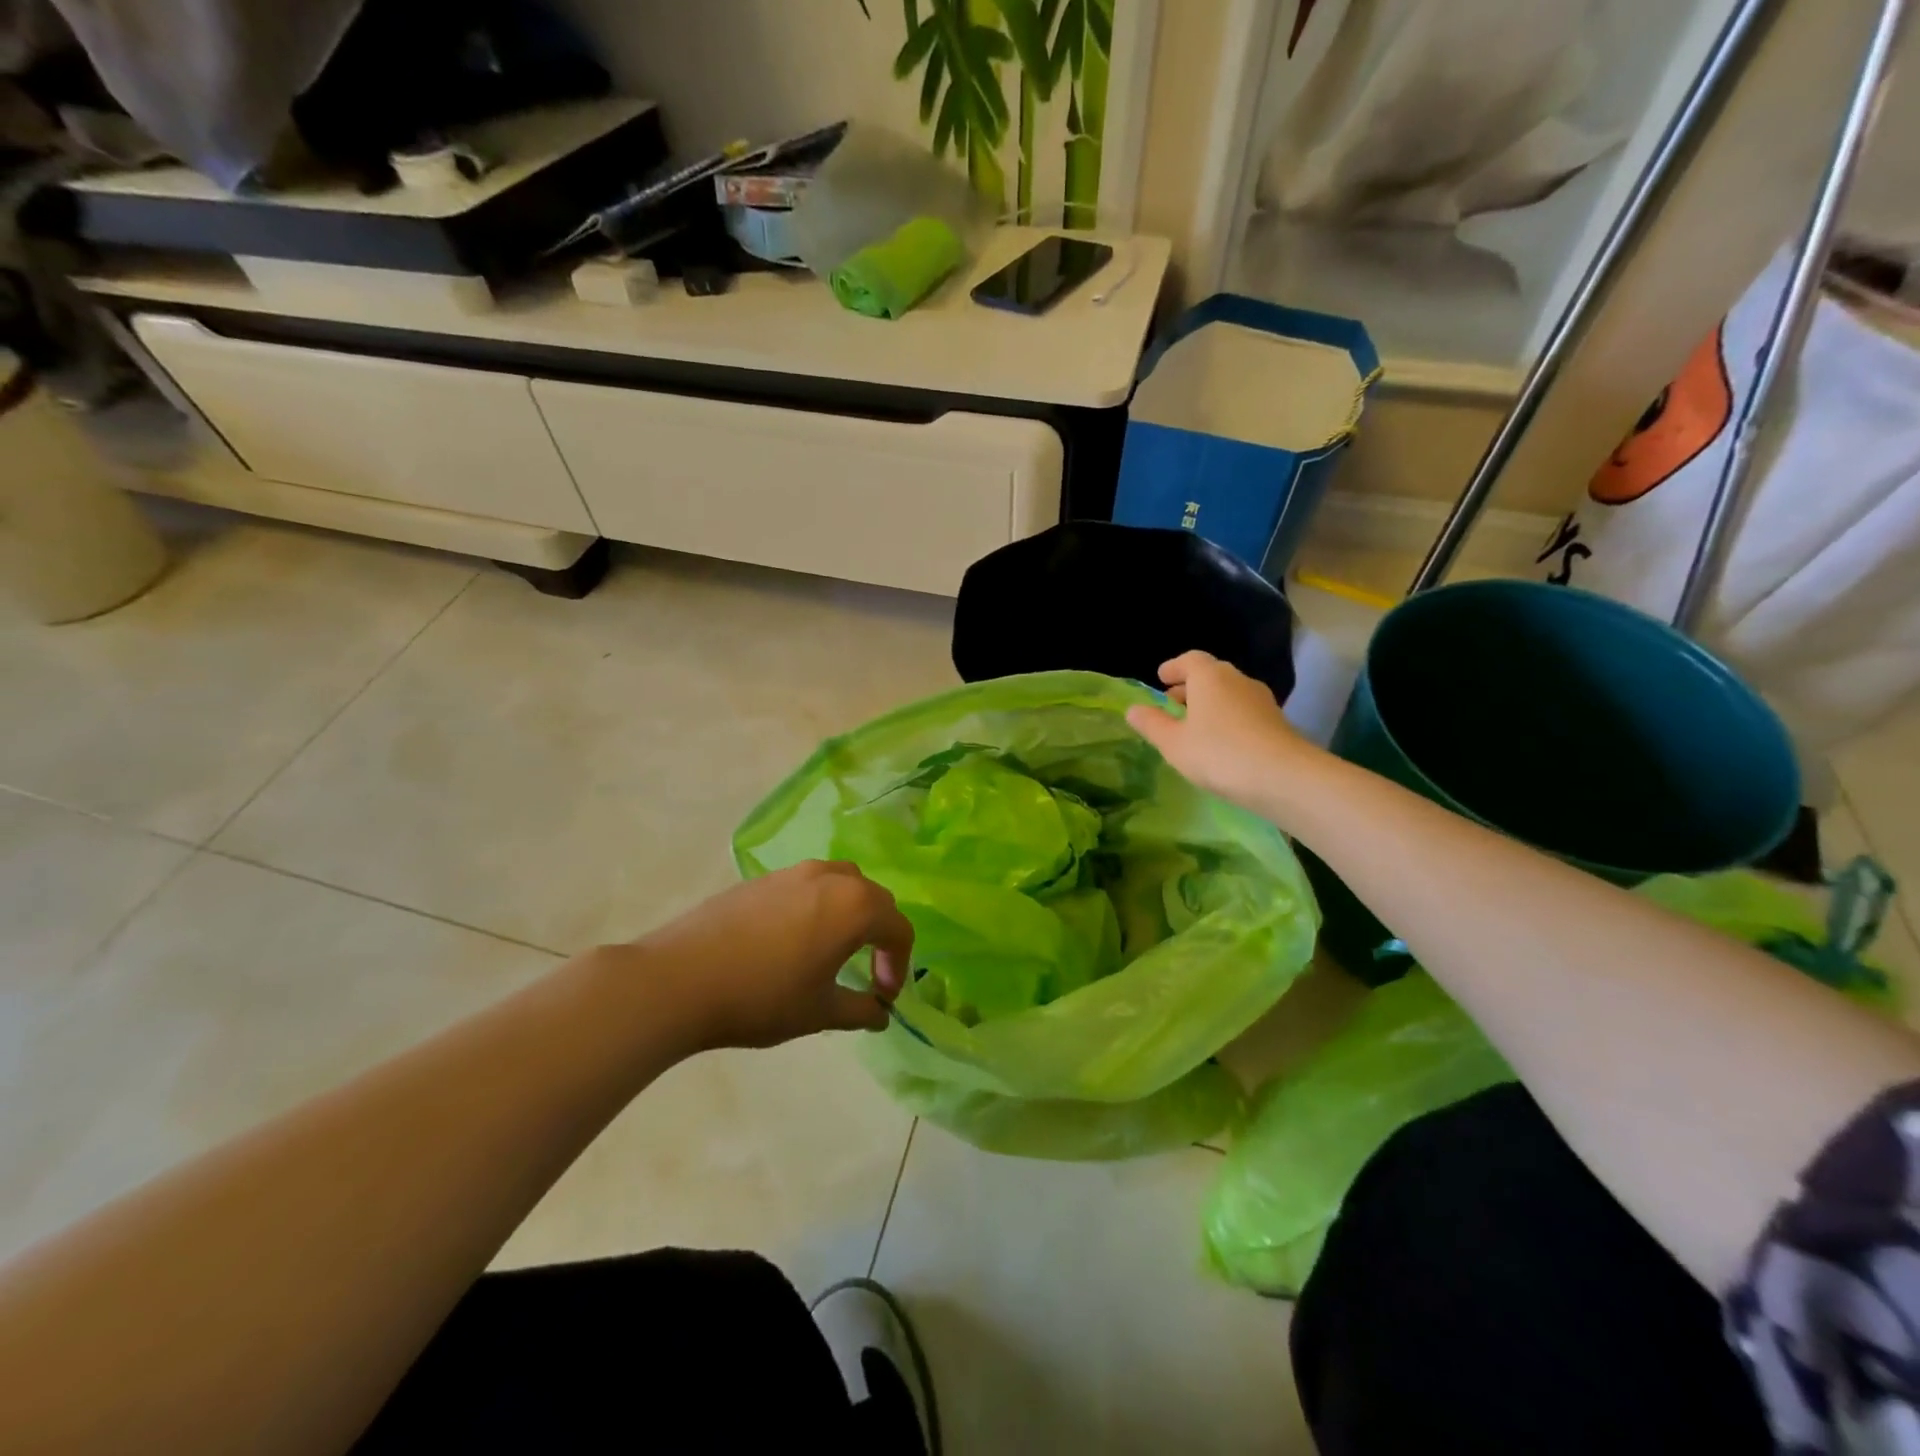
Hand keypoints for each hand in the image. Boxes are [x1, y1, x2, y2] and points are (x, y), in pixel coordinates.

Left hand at [624, 862, 914, 1050]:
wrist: (679, 979)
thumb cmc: (762, 998)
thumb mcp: (819, 1012)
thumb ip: (860, 1010)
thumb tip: (881, 1013)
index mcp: (855, 906)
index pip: (898, 928)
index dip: (899, 964)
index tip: (883, 995)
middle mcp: (831, 877)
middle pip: (874, 898)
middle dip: (880, 934)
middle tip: (868, 971)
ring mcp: (793, 872)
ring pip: (841, 883)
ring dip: (850, 913)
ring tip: (833, 949)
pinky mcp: (762, 878)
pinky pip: (807, 885)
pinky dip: (818, 906)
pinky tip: (793, 940)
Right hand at [1125, 651, 1319, 817]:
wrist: (1283, 777)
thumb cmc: (1218, 753)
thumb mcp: (1173, 743)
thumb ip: (1152, 724)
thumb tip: (1133, 709)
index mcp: (1209, 677)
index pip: (1189, 660)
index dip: (1173, 667)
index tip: (1161, 678)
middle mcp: (1237, 680)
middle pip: (1210, 674)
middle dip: (1189, 687)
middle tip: (1172, 705)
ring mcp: (1261, 699)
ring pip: (1229, 693)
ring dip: (1210, 703)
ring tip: (1194, 726)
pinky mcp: (1277, 721)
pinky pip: (1244, 711)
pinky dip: (1228, 718)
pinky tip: (1221, 742)